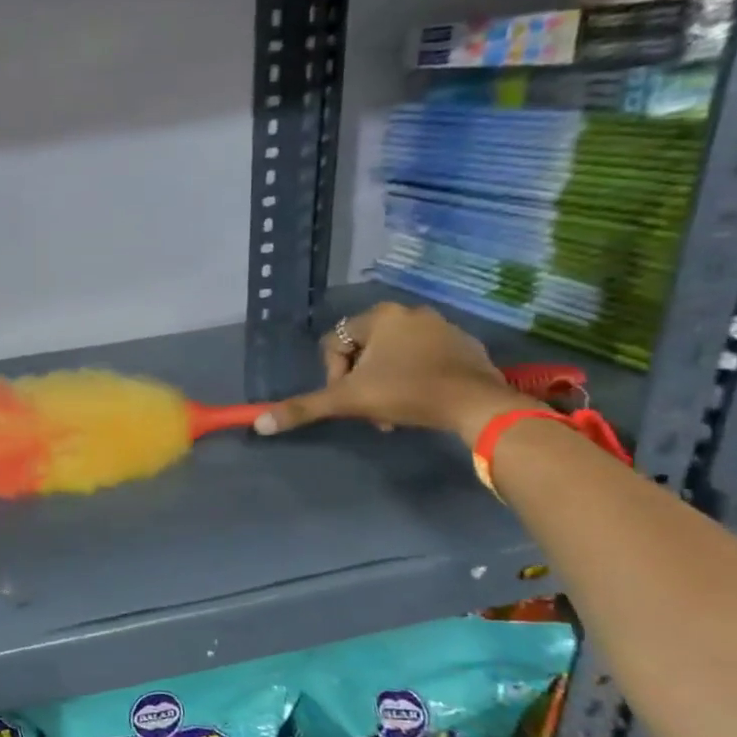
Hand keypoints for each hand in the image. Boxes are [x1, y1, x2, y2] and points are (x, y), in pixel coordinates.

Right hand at [253, 302, 530, 441]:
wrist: (477, 404)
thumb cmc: (407, 393)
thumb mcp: (349, 401)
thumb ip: (304, 408)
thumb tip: (259, 424)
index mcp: (379, 316)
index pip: (335, 344)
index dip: (334, 375)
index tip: (350, 398)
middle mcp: (410, 312)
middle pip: (364, 350)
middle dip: (362, 381)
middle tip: (371, 409)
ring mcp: (442, 326)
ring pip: (395, 355)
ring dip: (386, 382)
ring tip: (394, 410)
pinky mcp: (465, 344)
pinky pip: (426, 358)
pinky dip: (416, 377)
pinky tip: (421, 400)